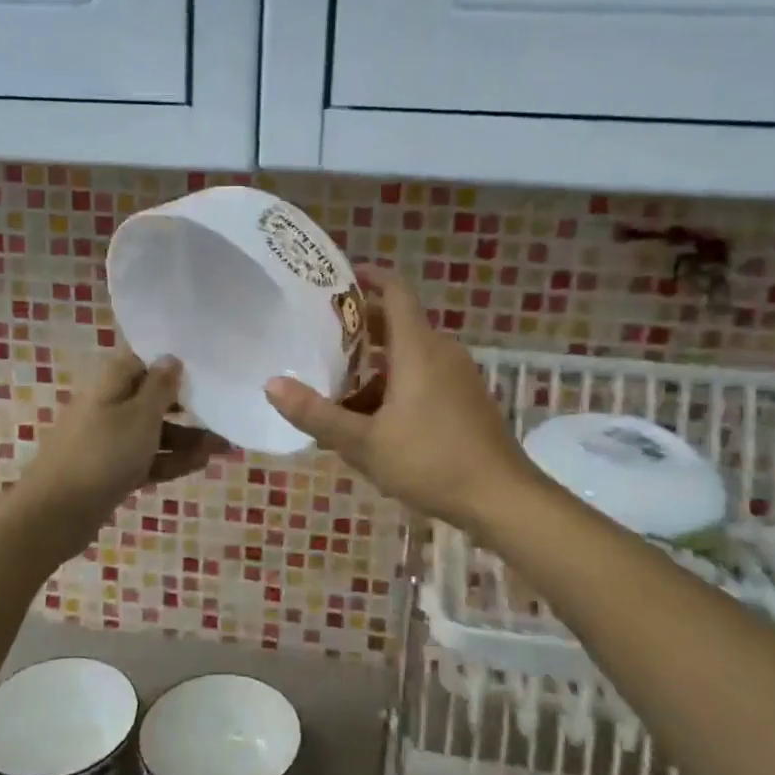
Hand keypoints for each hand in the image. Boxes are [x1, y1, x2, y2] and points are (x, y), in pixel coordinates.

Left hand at [22, 350, 228, 537]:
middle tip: (221, 409)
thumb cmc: (103, 454)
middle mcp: (108, 406)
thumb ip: (160, 387)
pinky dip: (171, 460)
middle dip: (187, 405)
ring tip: (223, 445)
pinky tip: (202, 463)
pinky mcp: (111, 470)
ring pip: (153, 431)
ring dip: (186, 437)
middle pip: (151, 397)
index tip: (204, 365)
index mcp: (110, 384)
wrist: (56, 514)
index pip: (142, 360)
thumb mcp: (140, 416)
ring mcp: (108, 440)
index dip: (171, 361)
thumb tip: (171, 357)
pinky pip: (146, 458)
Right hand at [264, 268, 536, 532]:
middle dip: (362, 328)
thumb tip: (272, 384)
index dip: (370, 276)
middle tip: (322, 337)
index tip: (341, 275)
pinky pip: (426, 377)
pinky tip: (375, 422)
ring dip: (376, 366)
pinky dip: (397, 385)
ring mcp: (459, 376)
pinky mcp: (467, 400)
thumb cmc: (430, 462)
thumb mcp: (364, 443)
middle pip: (399, 324)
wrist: (502, 499)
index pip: (396, 291)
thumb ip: (317, 414)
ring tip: (339, 389)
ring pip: (411, 356)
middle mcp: (442, 352)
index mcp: (419, 349)